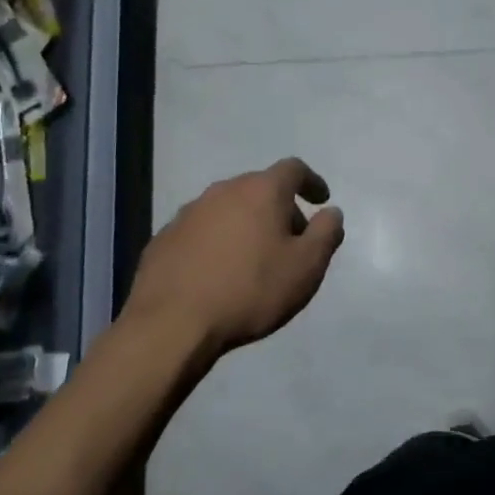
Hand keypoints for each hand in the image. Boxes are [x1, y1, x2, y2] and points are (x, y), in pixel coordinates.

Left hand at [121, 158, 345, 366]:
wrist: (171, 325)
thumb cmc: (251, 290)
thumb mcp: (307, 266)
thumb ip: (326, 233)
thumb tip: (331, 212)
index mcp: (261, 191)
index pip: (294, 169)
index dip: (312, 182)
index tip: (321, 200)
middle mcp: (223, 191)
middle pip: (260, 188)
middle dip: (280, 208)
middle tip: (292, 240)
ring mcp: (188, 214)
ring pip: (229, 209)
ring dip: (247, 224)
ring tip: (255, 259)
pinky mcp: (163, 239)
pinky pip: (202, 231)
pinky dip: (218, 242)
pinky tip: (219, 272)